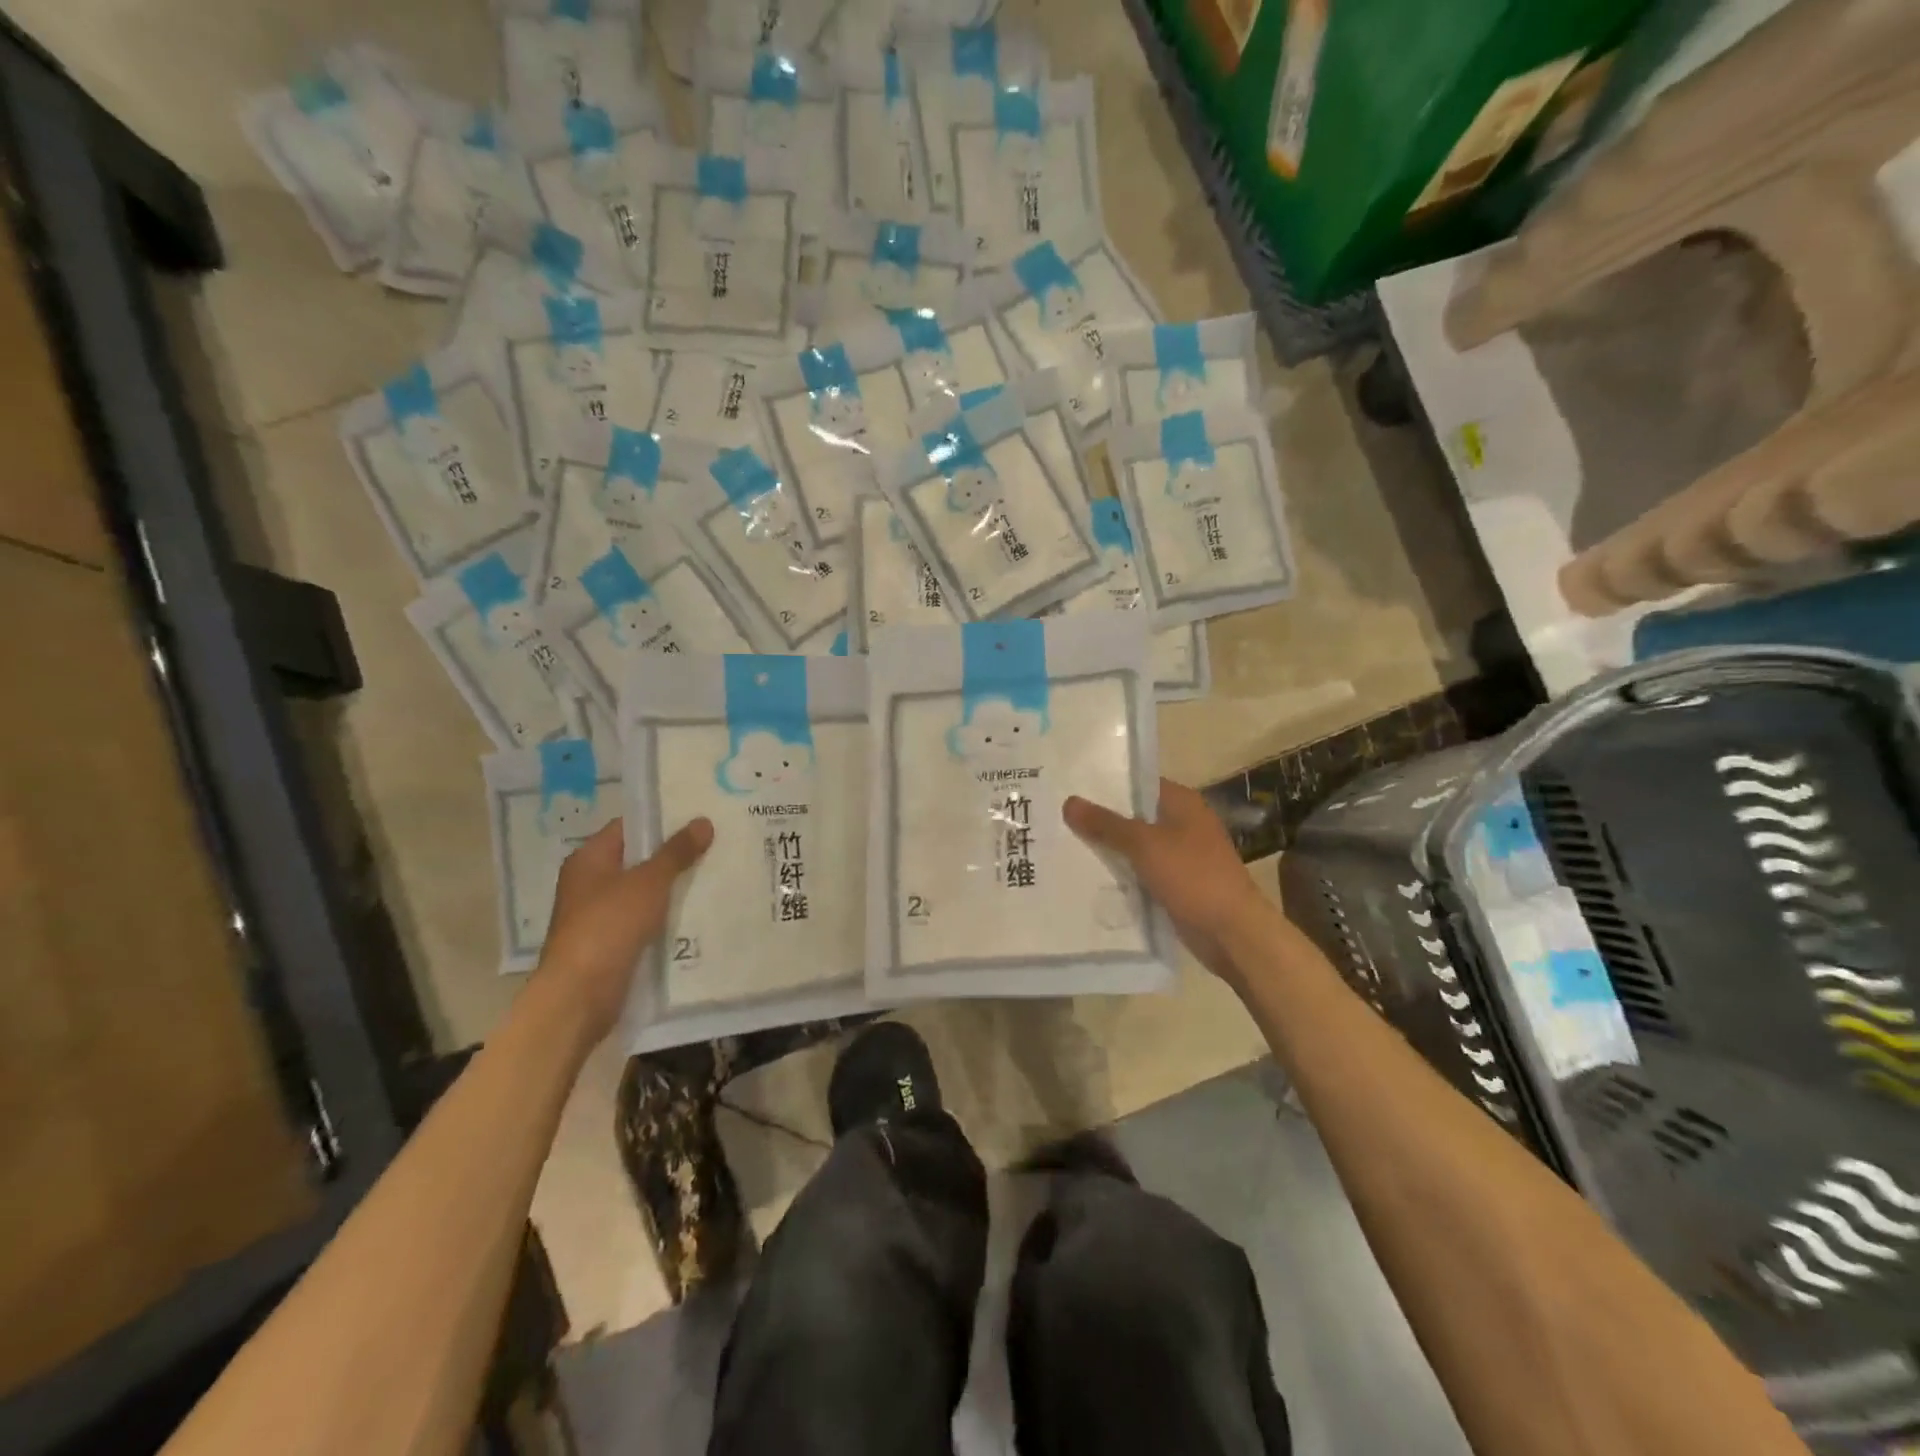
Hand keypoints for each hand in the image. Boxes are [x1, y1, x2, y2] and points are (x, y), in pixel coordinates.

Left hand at [531, 816, 712, 1044]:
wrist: (580, 995)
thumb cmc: (608, 925)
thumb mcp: (648, 882)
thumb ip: (676, 852)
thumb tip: (703, 821)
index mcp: (589, 859)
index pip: (629, 827)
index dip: (662, 820)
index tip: (699, 817)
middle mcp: (590, 883)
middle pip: (638, 860)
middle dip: (675, 856)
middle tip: (717, 845)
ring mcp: (600, 916)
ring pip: (645, 893)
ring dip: (674, 888)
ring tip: (717, 875)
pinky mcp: (612, 944)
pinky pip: (646, 921)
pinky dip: (668, 917)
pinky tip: (700, 914)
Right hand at [1063, 779, 1266, 984]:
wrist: (1232, 932)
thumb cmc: (1193, 876)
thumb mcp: (1144, 845)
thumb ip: (1106, 824)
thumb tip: (1069, 801)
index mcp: (1182, 803)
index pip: (1138, 783)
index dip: (1106, 785)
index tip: (1071, 788)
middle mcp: (1183, 824)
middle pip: (1134, 815)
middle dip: (1101, 819)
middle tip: (1058, 818)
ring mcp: (1181, 856)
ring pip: (1136, 846)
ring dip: (1109, 849)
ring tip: (1065, 845)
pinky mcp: (1176, 884)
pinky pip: (1141, 872)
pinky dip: (1122, 874)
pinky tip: (1089, 877)